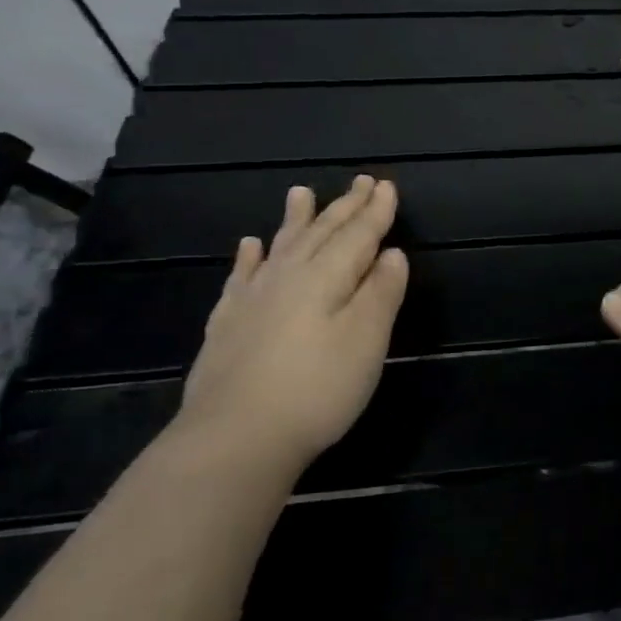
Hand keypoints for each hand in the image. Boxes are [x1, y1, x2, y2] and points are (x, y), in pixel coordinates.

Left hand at [175, 177, 408, 473]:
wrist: (234, 438)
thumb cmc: (317, 388)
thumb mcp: (367, 340)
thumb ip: (381, 292)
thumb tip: (392, 254)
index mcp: (326, 278)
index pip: (358, 236)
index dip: (376, 212)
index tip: (387, 186)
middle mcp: (287, 278)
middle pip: (321, 234)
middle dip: (344, 208)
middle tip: (360, 182)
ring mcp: (252, 300)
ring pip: (280, 247)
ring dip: (296, 220)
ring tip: (300, 192)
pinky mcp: (228, 325)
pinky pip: (241, 277)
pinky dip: (250, 258)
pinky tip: (250, 246)